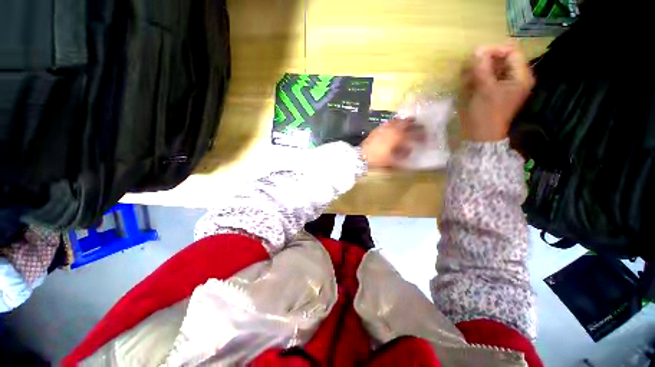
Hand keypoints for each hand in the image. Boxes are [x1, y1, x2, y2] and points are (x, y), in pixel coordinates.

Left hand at [361, 117, 423, 167]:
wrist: (361, 157)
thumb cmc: (378, 160)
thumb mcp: (393, 161)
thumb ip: (404, 154)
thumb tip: (410, 149)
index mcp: (398, 137)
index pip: (414, 134)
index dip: (422, 135)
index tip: (427, 137)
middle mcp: (393, 129)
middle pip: (407, 123)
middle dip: (416, 124)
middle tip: (421, 126)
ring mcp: (384, 128)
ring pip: (398, 120)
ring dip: (406, 121)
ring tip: (411, 122)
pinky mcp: (378, 129)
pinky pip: (389, 122)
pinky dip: (396, 122)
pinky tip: (396, 125)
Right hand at [459, 44, 534, 141]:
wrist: (481, 136)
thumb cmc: (486, 113)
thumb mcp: (484, 89)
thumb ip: (482, 68)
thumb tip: (477, 49)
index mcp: (520, 76)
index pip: (512, 52)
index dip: (495, 50)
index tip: (477, 54)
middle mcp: (515, 78)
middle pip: (502, 59)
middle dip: (485, 61)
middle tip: (470, 67)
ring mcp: (504, 85)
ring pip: (493, 68)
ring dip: (479, 70)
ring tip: (467, 77)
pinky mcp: (494, 92)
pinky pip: (487, 78)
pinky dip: (478, 78)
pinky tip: (468, 84)